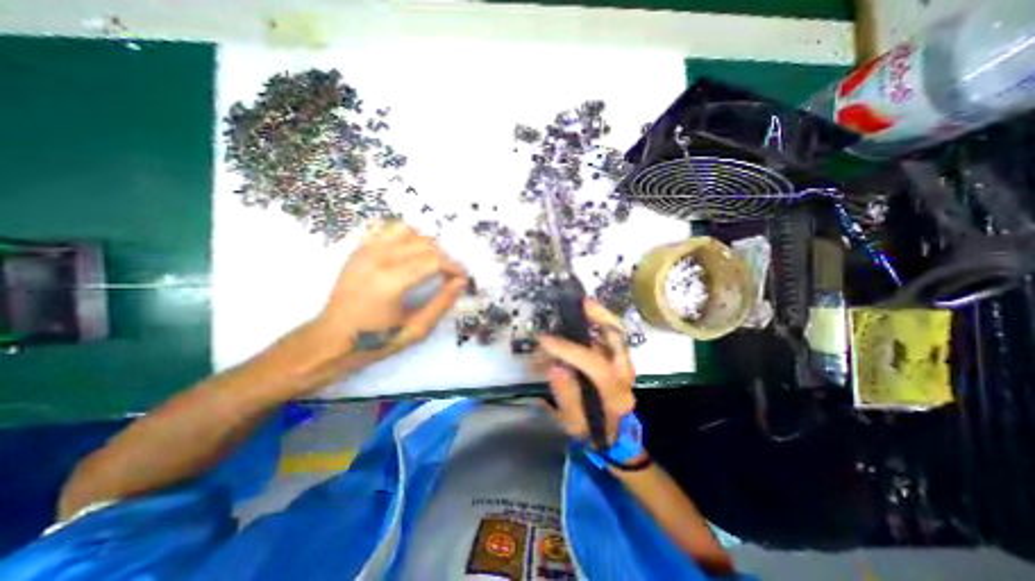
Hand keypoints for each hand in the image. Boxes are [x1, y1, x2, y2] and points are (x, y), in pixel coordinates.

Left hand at [318, 219, 471, 365]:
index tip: (462, 278)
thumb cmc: (376, 339)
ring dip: (425, 245)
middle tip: (448, 275)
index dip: (454, 267)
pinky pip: (387, 230)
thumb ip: (442, 304)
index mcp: (391, 281)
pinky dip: (405, 237)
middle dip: (443, 257)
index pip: (434, 260)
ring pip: (407, 231)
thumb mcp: (416, 329)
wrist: (332, 339)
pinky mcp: (359, 250)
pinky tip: (409, 254)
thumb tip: (461, 283)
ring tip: (429, 263)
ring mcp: (365, 251)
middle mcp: (378, 259)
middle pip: (424, 243)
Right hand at [537, 301, 635, 443]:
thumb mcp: (573, 422)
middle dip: (601, 317)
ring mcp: (625, 366)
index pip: (594, 366)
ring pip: (618, 333)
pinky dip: (600, 323)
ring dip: (601, 316)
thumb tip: (556, 366)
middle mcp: (625, 375)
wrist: (615, 437)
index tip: (545, 341)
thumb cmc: (592, 431)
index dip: (568, 351)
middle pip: (619, 340)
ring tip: (584, 304)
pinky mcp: (620, 360)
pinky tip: (587, 316)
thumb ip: (566, 395)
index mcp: (614, 394)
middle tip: (582, 303)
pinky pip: (612, 336)